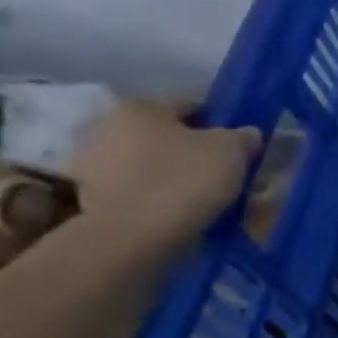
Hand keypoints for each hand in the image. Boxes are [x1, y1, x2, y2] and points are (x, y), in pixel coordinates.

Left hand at [70, 100, 261, 251]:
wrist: (135, 233)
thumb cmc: (186, 179)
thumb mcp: (232, 152)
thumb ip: (243, 136)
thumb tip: (246, 133)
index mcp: (141, 106)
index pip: (192, 104)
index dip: (222, 122)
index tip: (241, 143)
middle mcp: (107, 123)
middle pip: (166, 132)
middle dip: (193, 146)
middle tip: (223, 168)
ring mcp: (92, 159)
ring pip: (149, 158)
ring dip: (173, 169)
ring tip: (204, 191)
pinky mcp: (91, 191)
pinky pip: (137, 184)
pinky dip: (157, 190)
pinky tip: (180, 205)